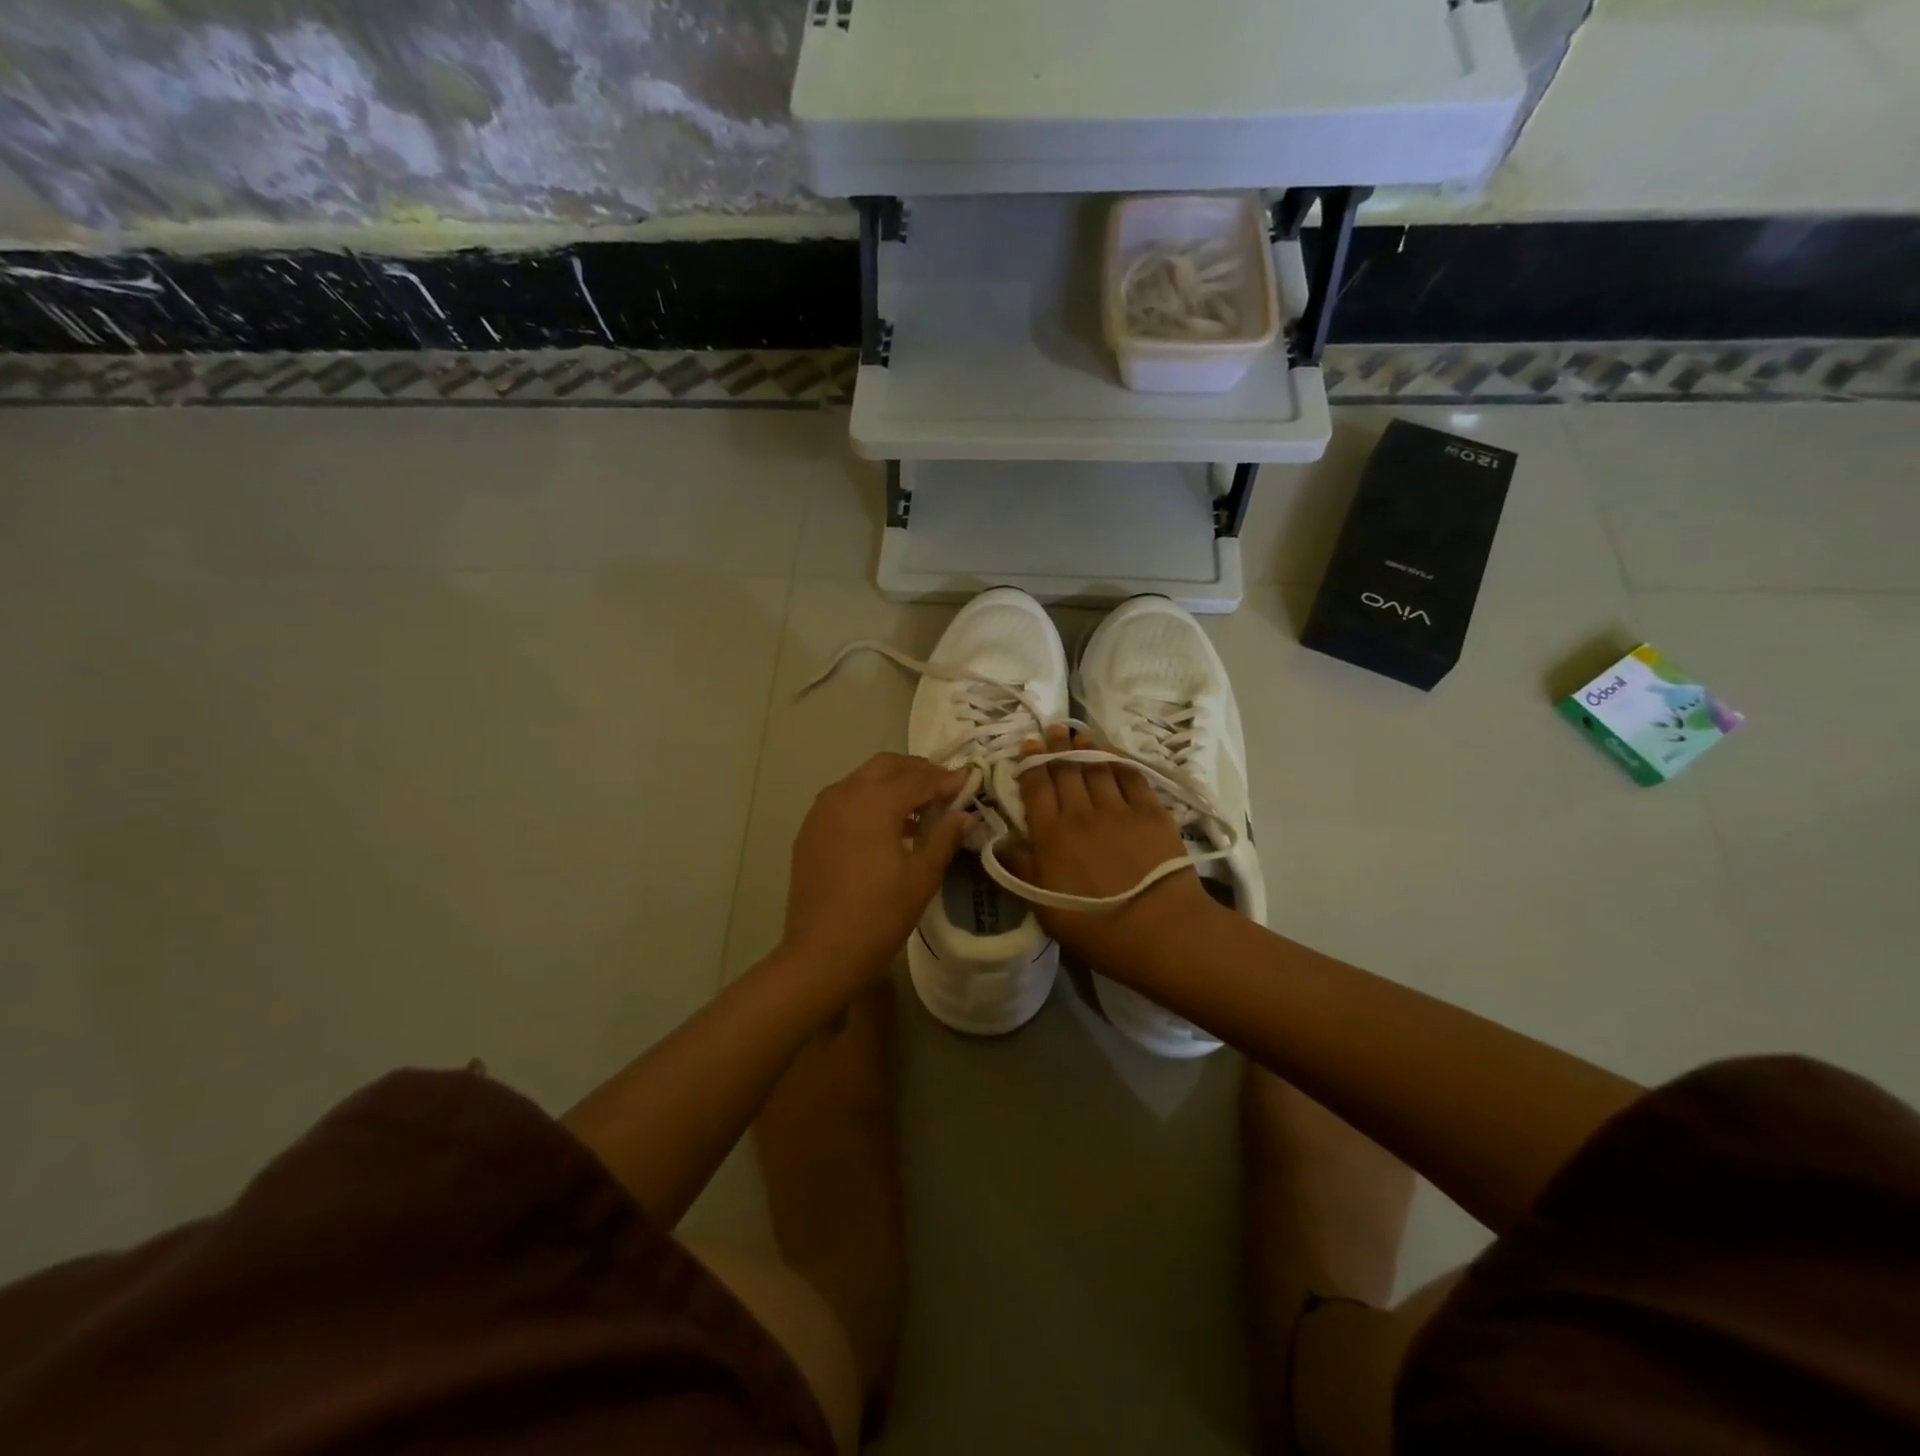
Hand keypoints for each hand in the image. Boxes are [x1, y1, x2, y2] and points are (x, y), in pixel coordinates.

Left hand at [781, 753, 971, 987]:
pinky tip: (886, 826)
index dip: (946, 779)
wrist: (821, 954)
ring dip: (891, 783)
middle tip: (944, 787)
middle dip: (917, 770)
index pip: (918, 778)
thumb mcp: (922, 876)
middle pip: (886, 766)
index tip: (969, 781)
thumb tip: (965, 814)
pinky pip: (844, 800)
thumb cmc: (879, 915)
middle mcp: (844, 794)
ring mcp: (821, 811)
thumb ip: (944, 836)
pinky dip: (869, 800)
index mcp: (874, 801)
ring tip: (918, 807)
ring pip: (862, 779)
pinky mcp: (810, 831)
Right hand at [1010, 725, 1219, 981]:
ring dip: (1085, 748)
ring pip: (1097, 767)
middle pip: (1065, 770)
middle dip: (1056, 747)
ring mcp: (1119, 809)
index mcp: (1051, 835)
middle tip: (1052, 730)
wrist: (1160, 929)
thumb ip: (1021, 870)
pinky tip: (1113, 754)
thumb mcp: (1043, 908)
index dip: (1031, 763)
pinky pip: (1131, 776)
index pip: (1037, 787)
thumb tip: (999, 842)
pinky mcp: (1152, 812)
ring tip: (1078, 735)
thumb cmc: (1095, 927)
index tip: (1028, 745)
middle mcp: (1081, 813)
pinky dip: (1119, 761)